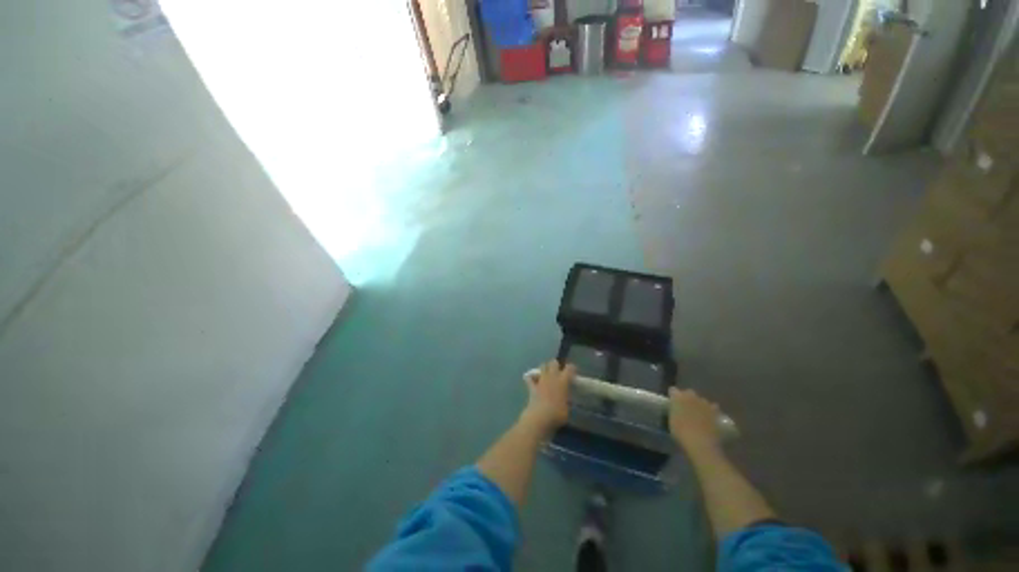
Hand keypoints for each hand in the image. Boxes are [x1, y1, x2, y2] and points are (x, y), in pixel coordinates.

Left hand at [521, 360, 573, 434]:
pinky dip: (530, 377)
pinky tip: (531, 379)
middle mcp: (552, 377)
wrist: (540, 416)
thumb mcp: (567, 408)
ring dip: (544, 368)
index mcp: (563, 381)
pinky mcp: (532, 385)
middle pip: (554, 362)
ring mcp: (541, 380)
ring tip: (546, 374)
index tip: (572, 372)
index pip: (569, 368)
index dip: (571, 368)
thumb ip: (566, 400)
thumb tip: (565, 399)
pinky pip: (529, 377)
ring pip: (542, 366)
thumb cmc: (557, 414)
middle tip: (558, 371)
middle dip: (556, 365)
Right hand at [668, 388, 722, 452]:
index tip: (672, 403)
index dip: (672, 396)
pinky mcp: (715, 411)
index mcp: (677, 397)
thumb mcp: (671, 421)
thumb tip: (675, 409)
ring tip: (697, 414)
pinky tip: (709, 417)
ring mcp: (704, 403)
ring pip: (700, 399)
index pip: (673, 390)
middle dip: (686, 398)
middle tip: (684, 408)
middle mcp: (691, 396)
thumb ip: (673, 411)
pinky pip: (712, 407)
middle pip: (688, 392)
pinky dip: (710, 411)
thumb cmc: (681, 433)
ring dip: (698, 404)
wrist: (701, 443)